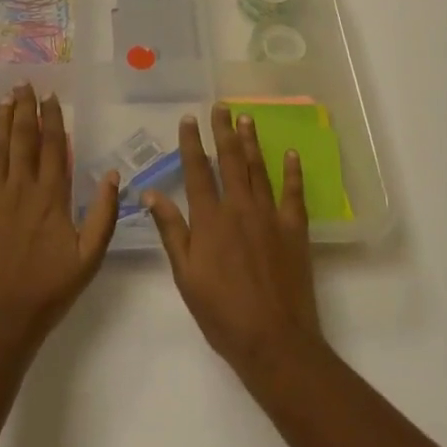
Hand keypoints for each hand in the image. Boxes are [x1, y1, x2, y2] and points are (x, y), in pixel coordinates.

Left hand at [0, 83, 119, 357]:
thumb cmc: (48, 291)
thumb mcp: (89, 257)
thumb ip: (104, 215)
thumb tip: (114, 175)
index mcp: (52, 197)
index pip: (54, 147)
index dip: (53, 119)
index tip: (51, 96)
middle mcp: (21, 188)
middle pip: (24, 139)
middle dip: (25, 108)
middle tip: (23, 83)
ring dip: (1, 121)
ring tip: (4, 97)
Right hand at [143, 105, 323, 382]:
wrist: (274, 340)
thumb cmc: (222, 313)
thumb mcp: (185, 275)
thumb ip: (171, 231)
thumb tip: (151, 193)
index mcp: (210, 219)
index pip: (198, 171)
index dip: (192, 143)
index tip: (189, 119)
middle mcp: (239, 208)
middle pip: (231, 161)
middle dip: (224, 131)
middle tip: (222, 106)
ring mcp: (270, 216)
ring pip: (259, 169)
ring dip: (252, 142)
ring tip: (247, 119)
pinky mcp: (295, 229)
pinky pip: (294, 193)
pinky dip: (292, 171)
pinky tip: (289, 153)